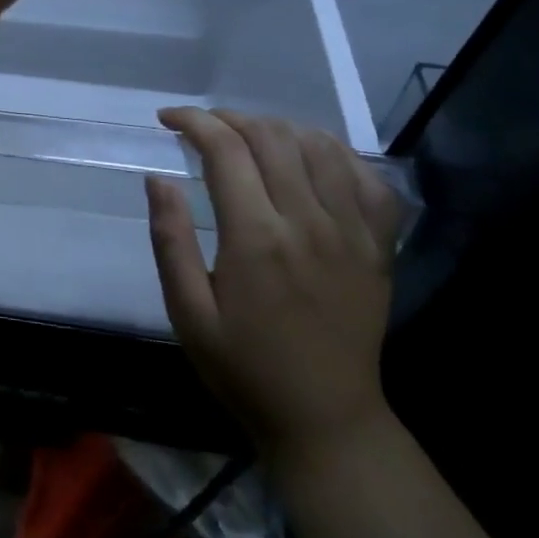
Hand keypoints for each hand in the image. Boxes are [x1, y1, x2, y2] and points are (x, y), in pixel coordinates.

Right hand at [146, 108, 402, 464]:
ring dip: (278, 128)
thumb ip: (171, 240)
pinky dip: (338, 154)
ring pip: (320, 147)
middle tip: (203, 128)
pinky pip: (369, 179)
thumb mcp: (187, 311)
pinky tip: (311, 157)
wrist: (326, 419)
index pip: (225, 149)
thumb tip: (158, 179)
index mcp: (256, 238)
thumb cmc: (243, 367)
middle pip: (272, 137)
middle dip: (229, 118)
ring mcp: (353, 233)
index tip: (168, 120)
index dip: (193, 122)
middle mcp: (309, 223)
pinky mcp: (380, 247)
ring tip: (249, 137)